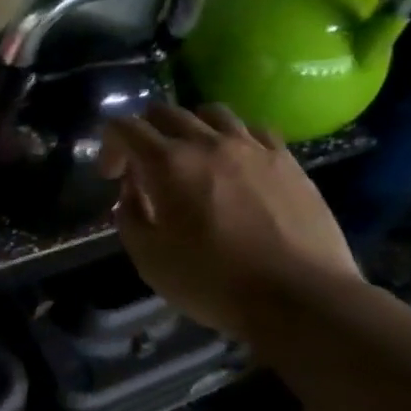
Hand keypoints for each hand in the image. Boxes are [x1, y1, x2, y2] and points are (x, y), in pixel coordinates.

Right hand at [100, 103, 358, 339]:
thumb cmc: (215, 283)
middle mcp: (207, 142)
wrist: (300, 298)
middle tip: (145, 166)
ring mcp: (252, 147)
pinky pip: (253, 129)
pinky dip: (234, 138)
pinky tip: (237, 163)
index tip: (112, 177)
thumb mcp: (150, 260)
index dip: (109, 145)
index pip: (124, 127)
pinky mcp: (287, 160)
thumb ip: (129, 217)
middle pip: (165, 111)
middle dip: (145, 132)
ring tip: (193, 157)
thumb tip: (130, 194)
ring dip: (191, 127)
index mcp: (167, 163)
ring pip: (211, 112)